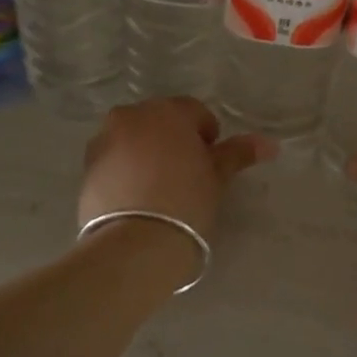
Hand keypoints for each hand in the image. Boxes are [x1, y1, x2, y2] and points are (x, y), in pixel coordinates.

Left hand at [78, 97, 274, 238]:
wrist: (136, 245)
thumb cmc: (186, 203)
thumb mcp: (217, 177)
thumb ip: (238, 154)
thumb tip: (270, 143)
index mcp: (167, 111)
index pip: (195, 113)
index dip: (207, 138)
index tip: (209, 165)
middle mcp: (130, 116)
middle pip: (160, 123)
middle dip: (174, 141)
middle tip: (186, 176)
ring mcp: (104, 141)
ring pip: (134, 140)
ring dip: (147, 154)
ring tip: (159, 190)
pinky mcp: (87, 168)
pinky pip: (114, 161)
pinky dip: (126, 171)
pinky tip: (137, 199)